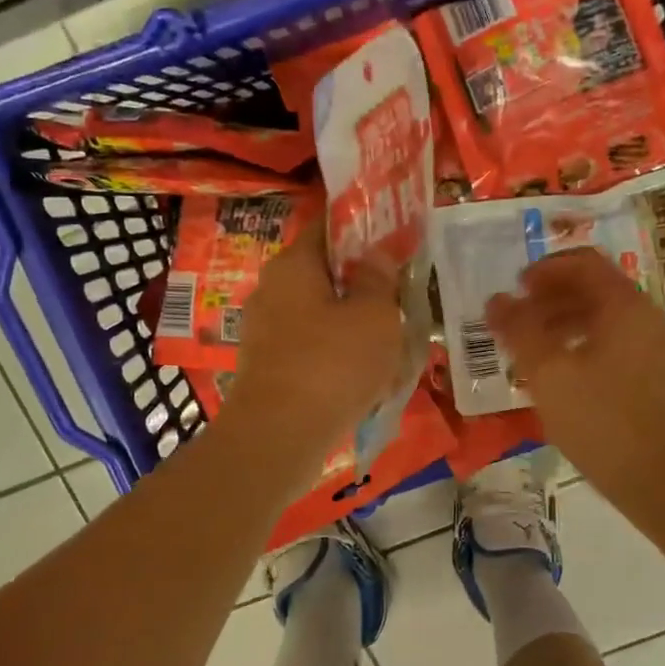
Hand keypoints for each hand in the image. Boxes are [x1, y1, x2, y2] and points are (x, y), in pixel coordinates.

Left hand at [223, 215, 405, 468]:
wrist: (280, 437)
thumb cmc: (334, 364)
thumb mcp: (375, 315)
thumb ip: (379, 278)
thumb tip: (375, 254)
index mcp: (293, 265)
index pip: (328, 227)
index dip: (364, 230)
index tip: (395, 242)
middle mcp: (271, 290)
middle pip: (324, 274)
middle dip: (361, 286)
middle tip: (399, 300)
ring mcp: (265, 332)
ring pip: (320, 316)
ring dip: (353, 326)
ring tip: (390, 346)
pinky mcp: (268, 368)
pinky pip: (311, 350)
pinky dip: (337, 356)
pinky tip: (364, 379)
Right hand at [485, 248, 664, 509]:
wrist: (659, 480)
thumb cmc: (599, 421)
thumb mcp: (547, 373)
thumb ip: (518, 330)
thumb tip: (497, 300)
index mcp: (626, 307)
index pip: (585, 264)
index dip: (546, 270)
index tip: (515, 288)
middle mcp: (649, 318)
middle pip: (597, 289)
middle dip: (552, 298)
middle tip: (518, 319)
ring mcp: (659, 348)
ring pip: (607, 319)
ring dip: (566, 323)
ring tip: (533, 348)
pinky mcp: (660, 376)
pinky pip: (618, 344)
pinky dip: (586, 345)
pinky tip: (562, 374)